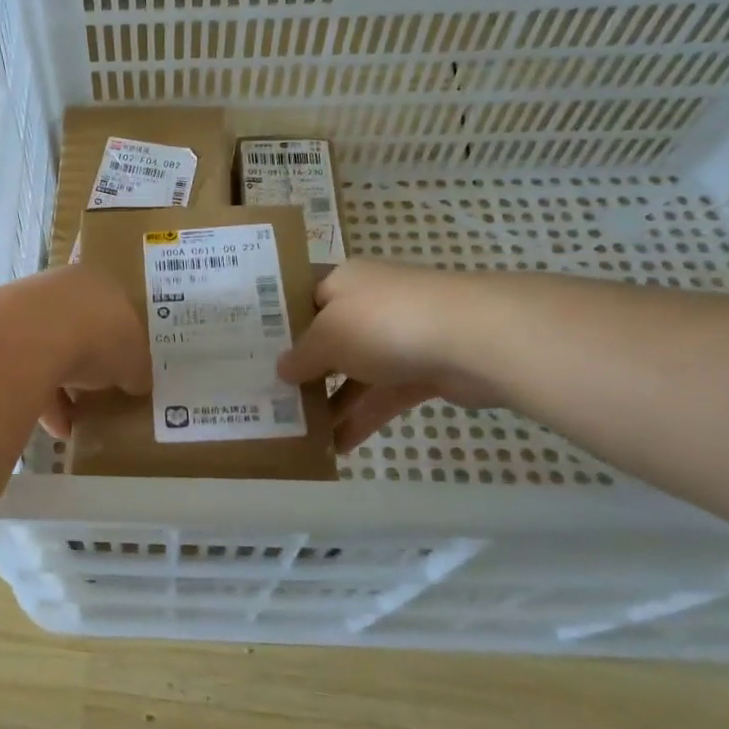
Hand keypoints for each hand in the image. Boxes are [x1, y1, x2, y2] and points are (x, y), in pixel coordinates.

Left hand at [16, 266, 151, 438]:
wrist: (30, 337)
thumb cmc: (98, 337)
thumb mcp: (134, 360)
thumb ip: (137, 370)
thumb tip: (137, 382)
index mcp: (98, 283)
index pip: (114, 310)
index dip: (121, 342)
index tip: (124, 370)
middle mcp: (60, 289)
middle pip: (79, 328)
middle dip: (87, 362)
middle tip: (98, 393)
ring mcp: (25, 310)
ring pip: (49, 350)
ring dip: (62, 386)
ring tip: (75, 421)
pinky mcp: (0, 337)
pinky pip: (25, 371)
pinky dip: (41, 399)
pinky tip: (55, 429)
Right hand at [276, 260, 500, 450]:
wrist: (473, 339)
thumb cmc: (384, 323)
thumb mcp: (327, 338)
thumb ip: (301, 357)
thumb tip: (282, 370)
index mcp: (344, 282)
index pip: (304, 300)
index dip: (280, 326)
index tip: (255, 354)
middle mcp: (371, 303)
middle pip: (329, 338)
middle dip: (304, 370)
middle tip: (271, 397)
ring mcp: (399, 337)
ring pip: (356, 371)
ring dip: (331, 402)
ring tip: (299, 432)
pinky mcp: (424, 369)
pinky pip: (383, 395)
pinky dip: (362, 418)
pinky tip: (336, 447)